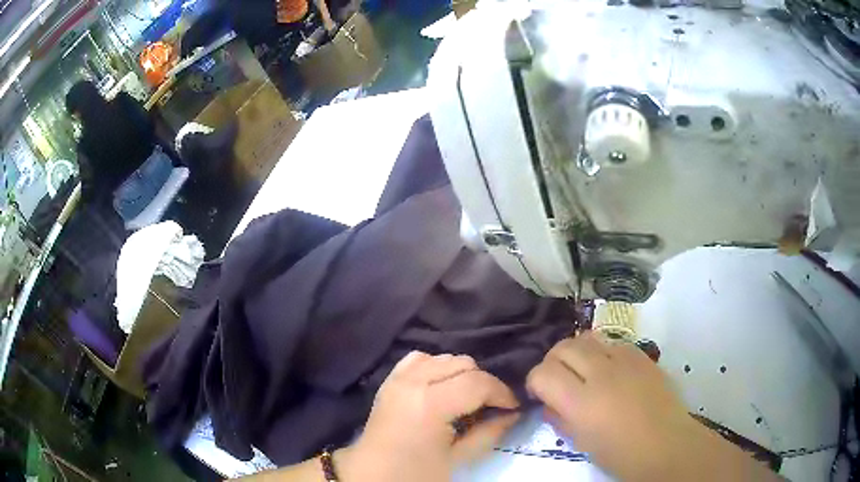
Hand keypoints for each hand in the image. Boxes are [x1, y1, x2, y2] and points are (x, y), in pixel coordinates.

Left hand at [337, 352, 520, 481]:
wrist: (371, 473)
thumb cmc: (415, 472)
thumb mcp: (457, 458)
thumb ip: (489, 433)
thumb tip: (513, 414)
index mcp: (430, 403)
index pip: (478, 383)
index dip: (502, 393)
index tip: (512, 408)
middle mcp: (414, 381)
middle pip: (464, 364)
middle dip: (484, 383)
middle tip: (490, 407)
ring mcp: (398, 377)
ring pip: (444, 357)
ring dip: (462, 374)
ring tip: (466, 399)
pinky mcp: (390, 379)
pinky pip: (420, 359)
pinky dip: (437, 368)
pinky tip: (441, 387)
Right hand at [527, 332, 780, 480]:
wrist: (676, 449)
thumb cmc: (627, 457)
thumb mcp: (586, 442)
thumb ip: (566, 415)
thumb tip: (555, 398)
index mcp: (590, 398)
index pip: (545, 370)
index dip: (538, 378)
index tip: (539, 390)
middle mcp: (609, 369)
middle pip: (567, 344)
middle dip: (555, 358)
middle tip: (559, 377)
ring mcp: (631, 357)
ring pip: (591, 336)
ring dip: (580, 349)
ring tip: (584, 368)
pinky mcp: (648, 355)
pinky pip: (615, 341)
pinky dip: (604, 349)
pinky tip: (609, 365)